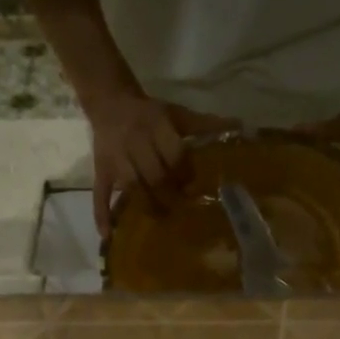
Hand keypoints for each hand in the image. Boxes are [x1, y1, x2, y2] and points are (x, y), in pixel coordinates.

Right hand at [83, 87, 237, 238]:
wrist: (110, 102)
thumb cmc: (150, 114)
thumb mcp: (176, 114)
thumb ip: (204, 125)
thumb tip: (239, 127)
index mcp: (155, 125)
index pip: (173, 154)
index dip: (185, 172)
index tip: (192, 185)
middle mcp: (134, 141)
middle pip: (153, 175)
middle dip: (169, 193)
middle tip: (180, 208)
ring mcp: (116, 159)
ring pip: (132, 187)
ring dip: (147, 206)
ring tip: (160, 219)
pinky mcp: (101, 171)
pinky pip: (100, 194)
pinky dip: (102, 215)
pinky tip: (108, 236)